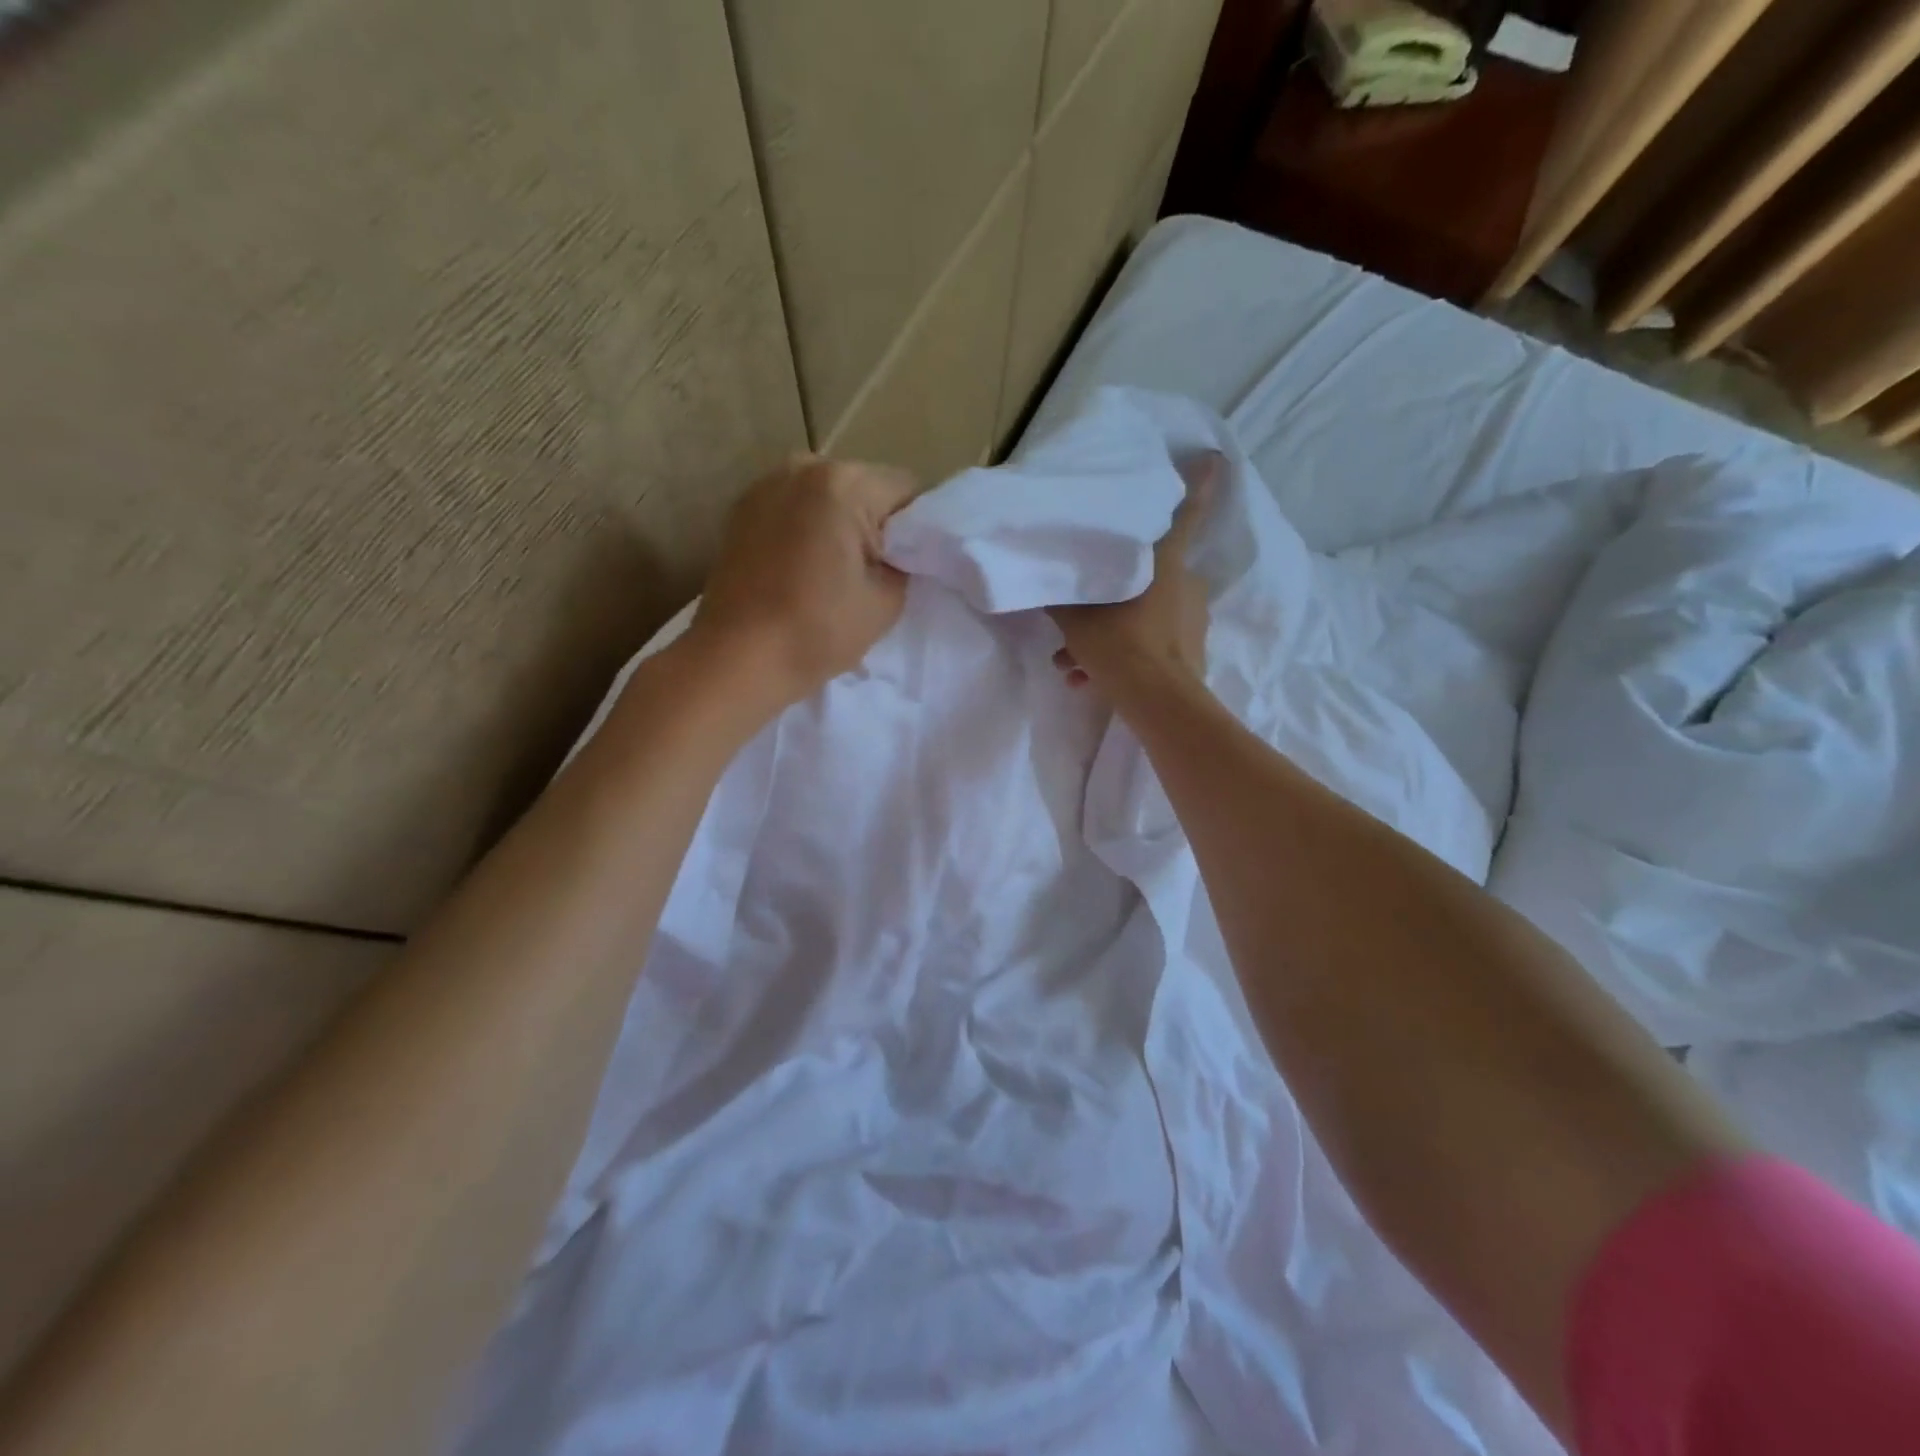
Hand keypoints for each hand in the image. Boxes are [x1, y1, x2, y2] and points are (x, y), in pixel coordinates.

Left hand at [690, 453, 917, 708]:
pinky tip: (802, 569)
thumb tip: (899, 551)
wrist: (735, 660)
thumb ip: (903, 563)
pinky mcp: (742, 509)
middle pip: (865, 486)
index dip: (918, 529)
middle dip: (877, 523)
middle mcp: (802, 467)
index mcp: (843, 483)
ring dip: (840, 525)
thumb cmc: (816, 631)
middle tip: (874, 573)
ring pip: (828, 497)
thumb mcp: (886, 601)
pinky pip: (795, 508)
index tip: (909, 566)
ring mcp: (765, 485)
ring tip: (833, 573)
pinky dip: (807, 529)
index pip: (907, 490)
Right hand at [1049, 451, 1218, 702]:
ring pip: (1142, 616)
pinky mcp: (1191, 650)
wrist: (1157, 701)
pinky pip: (1150, 644)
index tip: (1214, 458)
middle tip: (1078, 620)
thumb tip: (1043, 576)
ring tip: (1073, 664)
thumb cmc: (1119, 643)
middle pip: (1146, 575)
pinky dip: (1123, 658)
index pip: (1185, 512)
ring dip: (1108, 637)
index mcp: (1166, 561)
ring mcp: (1192, 618)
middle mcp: (1187, 583)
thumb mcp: (1075, 616)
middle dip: (1110, 597)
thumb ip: (1061, 593)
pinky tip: (1089, 681)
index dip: (1200, 483)